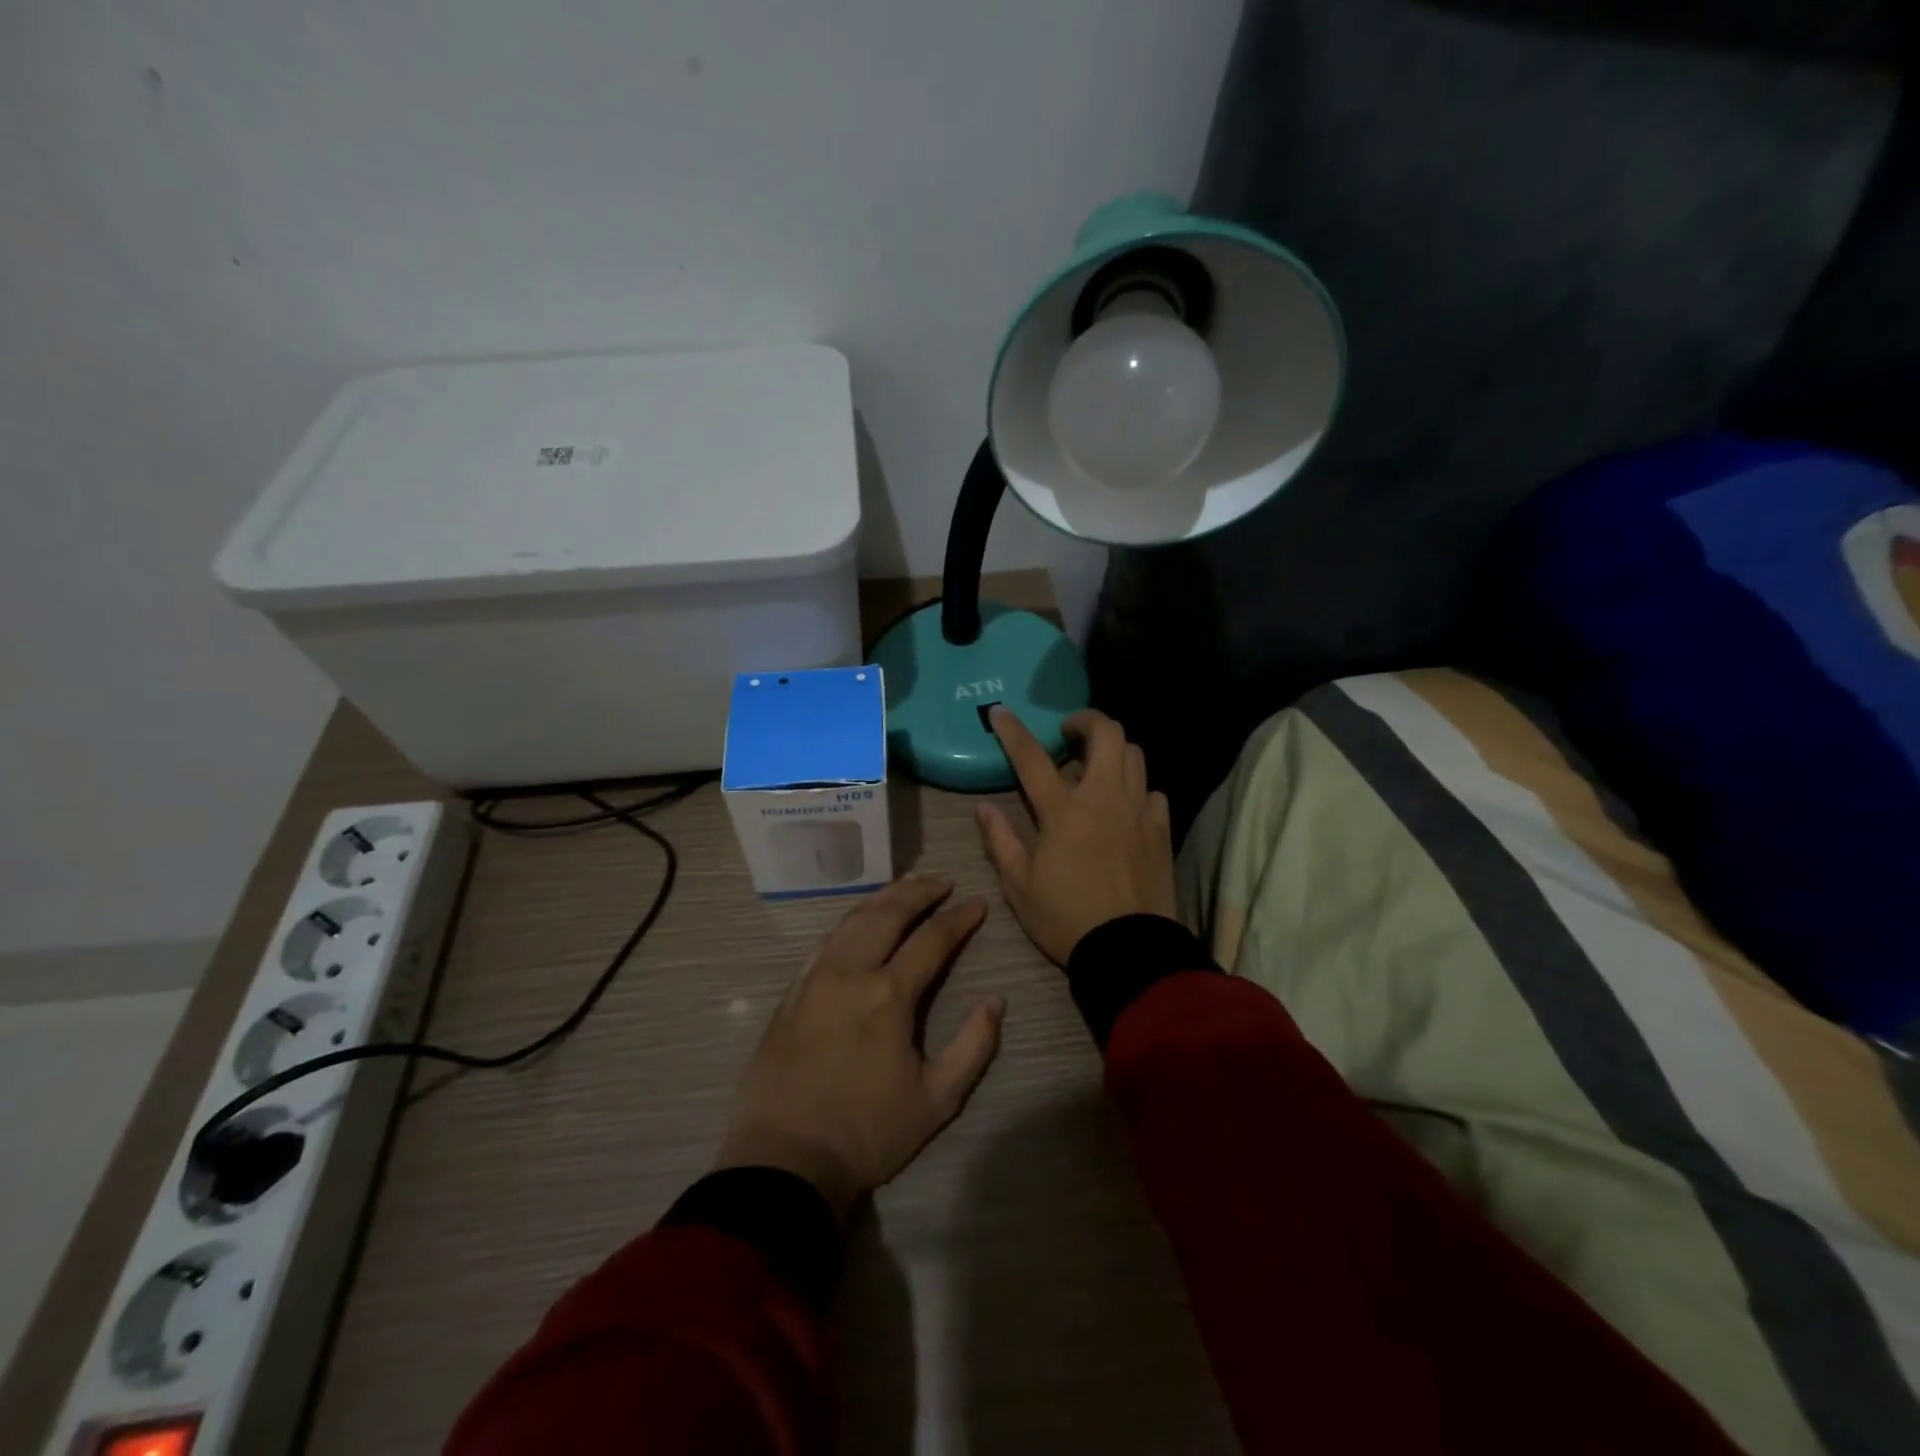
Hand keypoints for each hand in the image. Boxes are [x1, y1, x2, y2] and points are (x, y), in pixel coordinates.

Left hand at [715, 876, 1003, 1216]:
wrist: (786, 1160)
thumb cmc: (867, 1133)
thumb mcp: (936, 1100)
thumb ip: (973, 1046)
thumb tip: (996, 1001)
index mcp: (889, 995)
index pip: (932, 940)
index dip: (959, 918)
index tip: (977, 904)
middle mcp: (850, 973)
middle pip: (887, 914)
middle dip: (918, 892)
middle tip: (941, 881)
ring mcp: (815, 979)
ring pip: (852, 920)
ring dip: (882, 898)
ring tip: (904, 887)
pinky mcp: (792, 992)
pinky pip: (824, 941)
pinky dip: (848, 921)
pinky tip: (858, 920)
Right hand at [977, 707, 1175, 965]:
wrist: (1128, 950)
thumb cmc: (1065, 918)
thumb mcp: (1019, 886)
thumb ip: (1000, 841)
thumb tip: (982, 808)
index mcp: (1063, 811)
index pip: (1032, 757)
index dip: (1012, 731)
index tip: (1000, 711)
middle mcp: (1104, 798)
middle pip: (1107, 734)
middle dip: (1086, 720)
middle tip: (1068, 734)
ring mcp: (1137, 811)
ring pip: (1134, 754)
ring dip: (1113, 750)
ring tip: (1096, 766)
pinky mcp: (1160, 830)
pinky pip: (1153, 791)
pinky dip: (1137, 788)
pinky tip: (1125, 806)